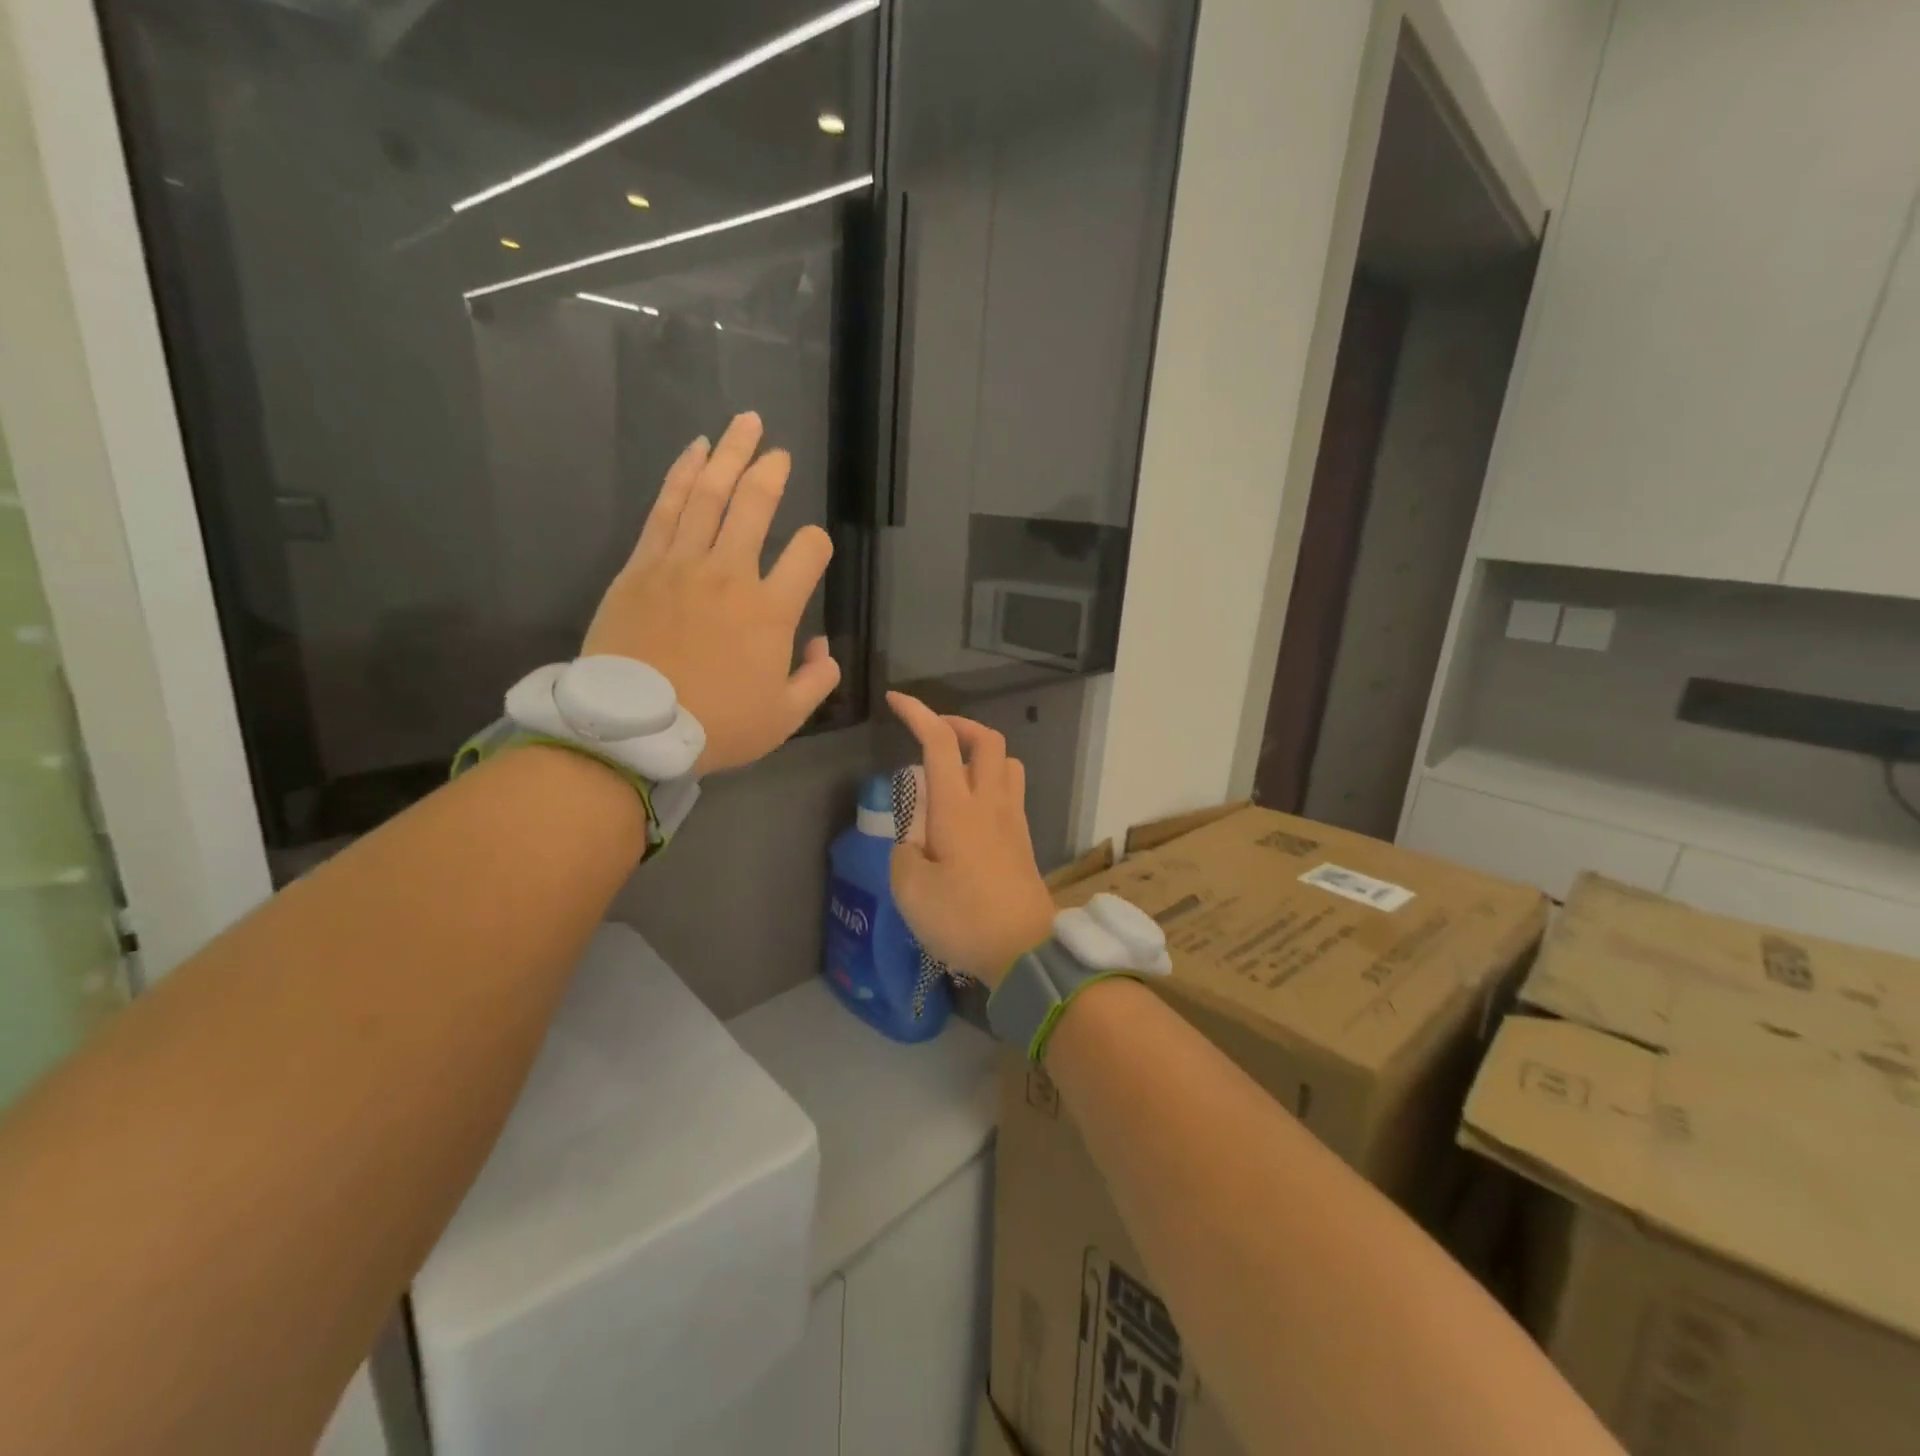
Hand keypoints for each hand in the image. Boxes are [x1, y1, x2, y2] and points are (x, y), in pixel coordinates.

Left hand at [584, 413, 840, 775]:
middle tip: (778, 450)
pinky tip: (694, 453)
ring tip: (743, 425)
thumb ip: (816, 679)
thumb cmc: (718, 725)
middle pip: (755, 505)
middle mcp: (730, 574)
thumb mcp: (785, 716)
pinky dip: (682, 476)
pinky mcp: (641, 567)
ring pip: (709, 495)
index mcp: (771, 610)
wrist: (634, 730)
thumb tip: (823, 647)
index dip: (817, 544)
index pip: (808, 553)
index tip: (813, 550)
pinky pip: (666, 509)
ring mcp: (681, 564)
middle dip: (771, 472)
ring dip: (729, 455)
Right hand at [886, 692, 1056, 986]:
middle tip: (932, 734)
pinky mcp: (1023, 839)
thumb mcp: (910, 888)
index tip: (896, 701)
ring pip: (1007, 761)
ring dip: (981, 751)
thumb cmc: (962, 918)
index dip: (917, 713)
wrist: (1025, 950)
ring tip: (954, 769)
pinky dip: (990, 780)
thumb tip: (915, 836)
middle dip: (958, 724)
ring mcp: (1013, 819)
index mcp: (957, 807)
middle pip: (986, 739)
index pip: (939, 741)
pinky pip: (1012, 790)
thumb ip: (904, 849)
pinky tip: (970, 809)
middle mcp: (990, 802)